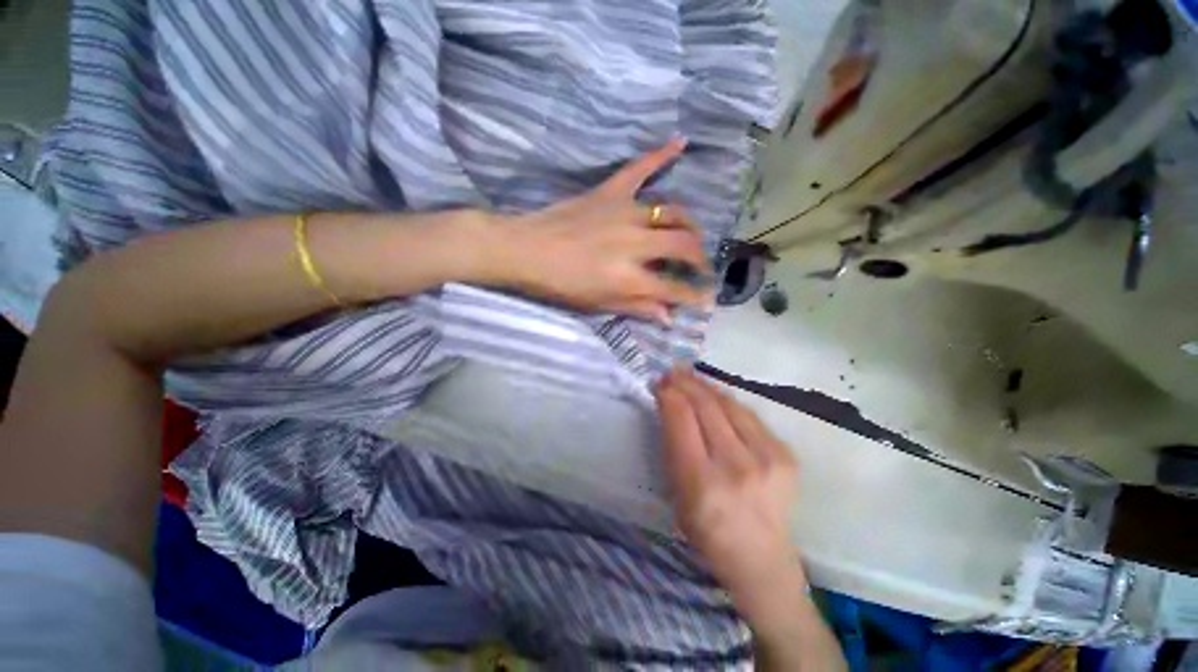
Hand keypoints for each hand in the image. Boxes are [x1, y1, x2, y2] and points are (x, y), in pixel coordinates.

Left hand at [491, 139, 712, 323]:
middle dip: (700, 259)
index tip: (704, 300)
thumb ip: (636, 308)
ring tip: (693, 235)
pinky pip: (639, 169)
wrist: (525, 250)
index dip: (693, 296)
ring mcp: (625, 212)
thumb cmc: (559, 285)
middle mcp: (636, 243)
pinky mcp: (610, 192)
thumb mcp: (598, 305)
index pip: (674, 288)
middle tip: (702, 268)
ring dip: (690, 225)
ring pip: (673, 212)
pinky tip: (681, 142)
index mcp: (630, 277)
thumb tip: (668, 317)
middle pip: (684, 246)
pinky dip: (660, 155)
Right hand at [655, 368, 805, 624]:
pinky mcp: (786, 454)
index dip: (668, 395)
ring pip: (729, 404)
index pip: (681, 420)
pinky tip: (715, 396)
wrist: (762, 560)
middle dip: (685, 383)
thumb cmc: (708, 532)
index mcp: (702, 483)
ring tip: (690, 376)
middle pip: (706, 406)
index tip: (659, 383)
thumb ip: (673, 446)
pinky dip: (727, 401)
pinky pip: (749, 414)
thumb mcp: (677, 495)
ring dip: (705, 386)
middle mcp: (737, 466)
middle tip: (672, 372)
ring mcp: (767, 458)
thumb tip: (669, 405)